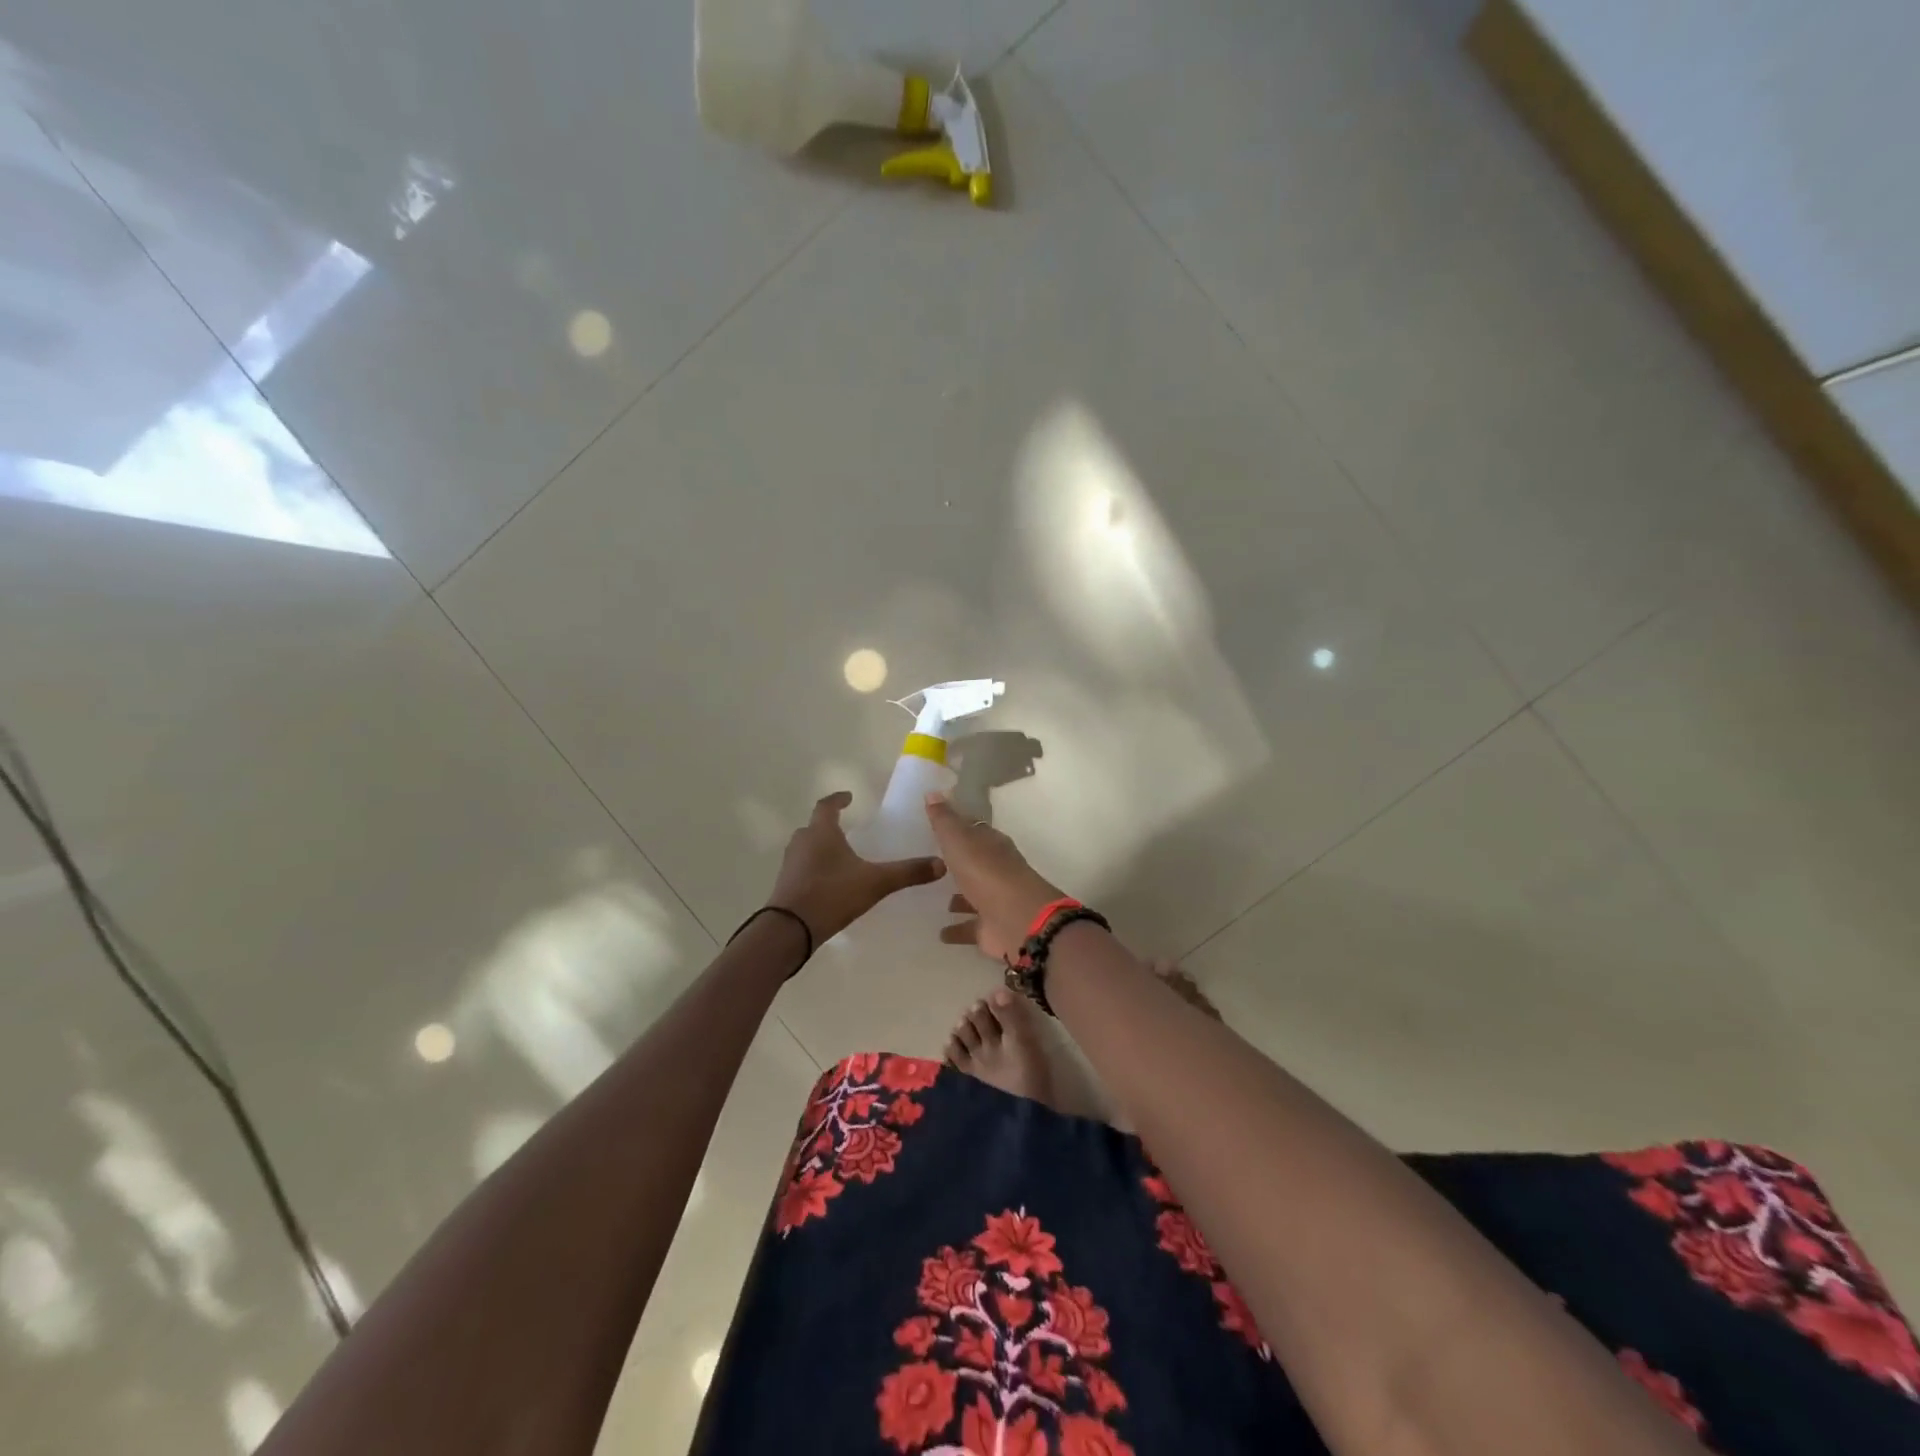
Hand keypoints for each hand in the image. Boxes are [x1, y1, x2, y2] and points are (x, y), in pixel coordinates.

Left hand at [767, 791, 945, 945]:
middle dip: (829, 825)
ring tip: (839, 855)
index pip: (826, 806)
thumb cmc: (831, 895)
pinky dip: (814, 868)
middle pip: (813, 826)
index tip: (848, 797)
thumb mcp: (875, 883)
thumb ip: (907, 872)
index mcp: (821, 832)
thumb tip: (941, 863)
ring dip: (820, 847)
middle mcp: (802, 843)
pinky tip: (828, 882)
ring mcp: (790, 864)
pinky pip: (801, 868)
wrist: (788, 930)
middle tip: (845, 828)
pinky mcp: (785, 885)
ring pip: (805, 847)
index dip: (838, 799)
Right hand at [923, 792, 1064, 961]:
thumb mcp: (960, 840)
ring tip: (936, 899)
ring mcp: (996, 901)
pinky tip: (940, 933)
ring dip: (959, 897)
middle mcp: (996, 870)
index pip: (974, 831)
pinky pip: (970, 927)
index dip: (958, 827)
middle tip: (933, 864)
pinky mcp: (992, 930)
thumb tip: (932, 791)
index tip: (938, 827)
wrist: (1018, 920)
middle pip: (974, 863)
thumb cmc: (987, 873)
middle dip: (958, 864)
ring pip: (973, 896)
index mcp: (992, 845)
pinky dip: (957, 929)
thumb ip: (945, 820)